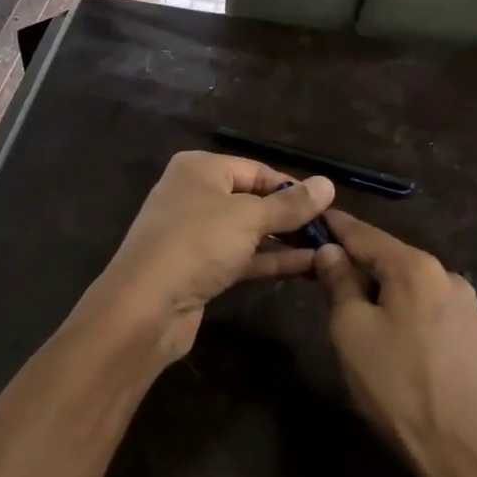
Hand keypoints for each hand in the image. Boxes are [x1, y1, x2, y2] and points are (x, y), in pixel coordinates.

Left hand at [81, 151, 334, 363]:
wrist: (145, 307)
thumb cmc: (197, 244)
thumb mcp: (249, 218)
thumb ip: (290, 204)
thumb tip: (328, 184)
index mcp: (199, 169)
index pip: (256, 170)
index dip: (292, 186)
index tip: (328, 205)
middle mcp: (194, 195)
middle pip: (253, 200)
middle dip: (290, 215)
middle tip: (331, 230)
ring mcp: (195, 235)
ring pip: (249, 232)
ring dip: (285, 240)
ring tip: (327, 248)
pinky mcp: (199, 269)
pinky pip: (242, 257)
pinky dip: (270, 260)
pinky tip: (307, 266)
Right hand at [314, 210, 476, 476]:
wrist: (468, 457)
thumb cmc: (398, 389)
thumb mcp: (352, 332)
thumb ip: (340, 283)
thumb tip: (331, 251)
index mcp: (417, 268)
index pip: (366, 235)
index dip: (336, 228)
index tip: (313, 220)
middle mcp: (451, 278)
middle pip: (394, 261)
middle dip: (361, 266)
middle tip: (328, 278)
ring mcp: (474, 311)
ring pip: (417, 290)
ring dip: (389, 295)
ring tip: (365, 319)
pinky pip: (437, 316)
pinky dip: (413, 318)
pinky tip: (404, 347)